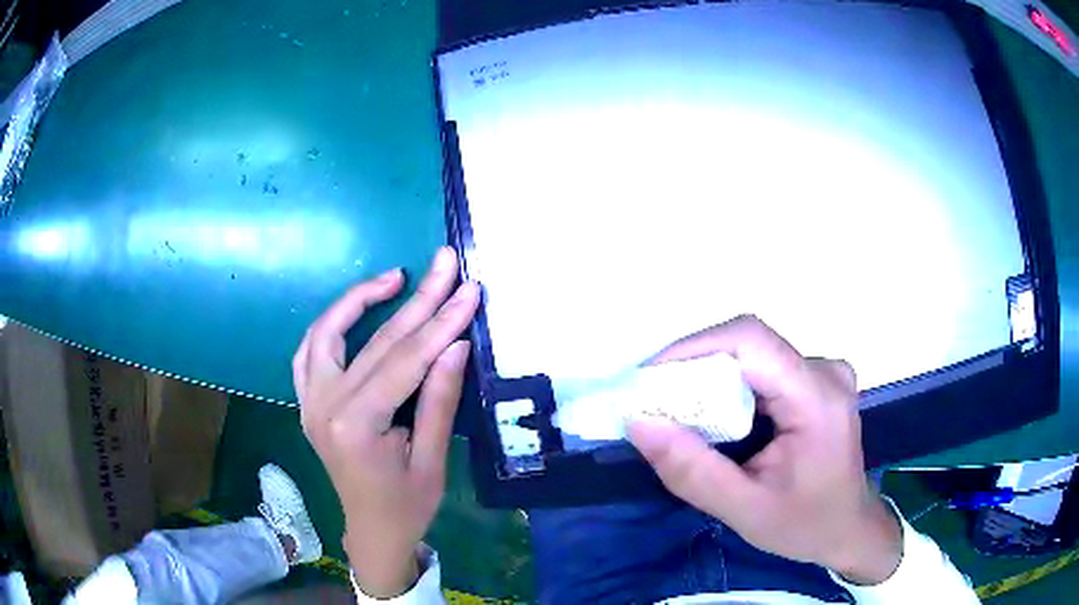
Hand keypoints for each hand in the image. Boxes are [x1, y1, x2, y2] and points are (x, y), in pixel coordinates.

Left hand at [294, 247, 479, 597]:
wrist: (370, 530)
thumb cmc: (407, 506)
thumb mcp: (432, 460)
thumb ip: (439, 399)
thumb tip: (456, 343)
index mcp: (355, 424)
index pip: (404, 360)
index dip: (441, 322)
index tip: (470, 289)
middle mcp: (324, 404)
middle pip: (375, 340)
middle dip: (417, 298)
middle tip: (445, 261)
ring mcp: (309, 400)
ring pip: (328, 332)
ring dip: (361, 299)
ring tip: (396, 276)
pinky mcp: (308, 400)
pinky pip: (310, 350)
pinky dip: (332, 323)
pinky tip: (355, 309)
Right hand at [627, 315, 902, 584]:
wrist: (850, 529)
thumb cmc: (806, 525)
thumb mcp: (744, 510)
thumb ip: (691, 471)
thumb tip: (638, 423)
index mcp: (816, 397)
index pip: (751, 341)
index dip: (694, 347)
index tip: (649, 378)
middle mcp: (823, 370)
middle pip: (747, 345)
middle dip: (693, 367)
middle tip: (652, 401)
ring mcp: (822, 372)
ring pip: (752, 355)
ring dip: (708, 377)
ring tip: (673, 410)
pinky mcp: (814, 381)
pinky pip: (761, 368)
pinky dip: (728, 386)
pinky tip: (711, 416)